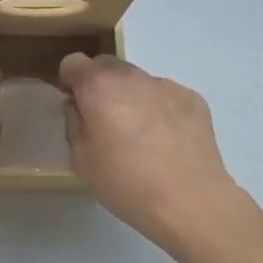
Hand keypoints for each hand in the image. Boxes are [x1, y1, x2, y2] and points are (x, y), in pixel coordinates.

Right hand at [59, 54, 242, 248]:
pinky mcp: (193, 99)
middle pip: (107, 66)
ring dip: (132, 97)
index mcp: (99, 86)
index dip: (70, 82)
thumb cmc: (126, 182)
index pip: (73, 62)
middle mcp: (132, 76)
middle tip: (105, 121)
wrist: (190, 201)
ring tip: (142, 136)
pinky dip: (160, 110)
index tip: (76, 106)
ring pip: (138, 81)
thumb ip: (74, 124)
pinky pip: (166, 96)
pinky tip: (167, 142)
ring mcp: (166, 85)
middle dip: (100, 86)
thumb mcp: (81, 160)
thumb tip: (78, 106)